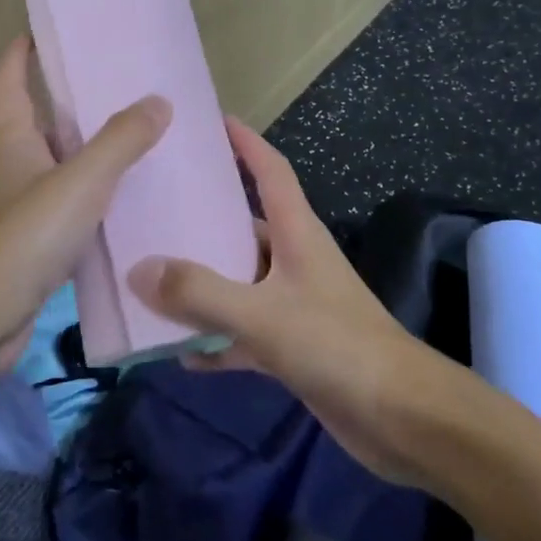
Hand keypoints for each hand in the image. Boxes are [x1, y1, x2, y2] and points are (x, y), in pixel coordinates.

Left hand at [0, 35, 169, 391]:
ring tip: (143, 143)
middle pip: (44, 123)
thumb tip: (158, 101)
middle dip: (75, 104)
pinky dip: (98, 203)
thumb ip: (120, 141)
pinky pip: (74, 212)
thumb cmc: (24, 236)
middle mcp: (16, 169)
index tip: (42, 31)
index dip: (21, 54)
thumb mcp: (80, 180)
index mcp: (15, 141)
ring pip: (63, 169)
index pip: (11, 82)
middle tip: (124, 88)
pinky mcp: (37, 248)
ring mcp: (24, 210)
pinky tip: (133, 207)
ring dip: (93, 155)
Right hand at [131, 118, 442, 486]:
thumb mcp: (262, 315)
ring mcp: (294, 303)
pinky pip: (242, 332)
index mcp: (297, 233)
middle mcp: (294, 259)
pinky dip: (215, 340)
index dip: (246, 142)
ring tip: (152, 275)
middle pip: (245, 224)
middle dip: (205, 215)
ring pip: (238, 280)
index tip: (213, 121)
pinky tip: (181, 353)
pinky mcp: (293, 345)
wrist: (402, 419)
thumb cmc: (337, 345)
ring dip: (203, 282)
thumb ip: (199, 293)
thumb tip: (138, 270)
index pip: (271, 170)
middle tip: (155, 205)